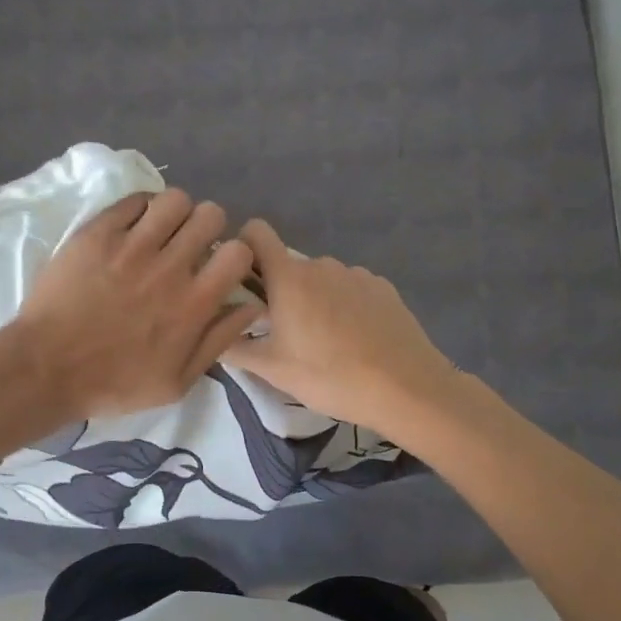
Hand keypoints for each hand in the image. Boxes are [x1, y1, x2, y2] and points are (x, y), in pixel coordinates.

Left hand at [13, 190, 261, 419]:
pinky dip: (140, 209)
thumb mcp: (176, 383)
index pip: (239, 252)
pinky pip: (132, 201)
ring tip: (161, 232)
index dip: (234, 255)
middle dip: (207, 228)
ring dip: (175, 214)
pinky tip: (133, 227)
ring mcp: (131, 245)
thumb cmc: (114, 384)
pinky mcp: (97, 234)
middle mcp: (169, 267)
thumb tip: (250, 306)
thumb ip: (218, 342)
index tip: (218, 267)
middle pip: (210, 215)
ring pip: (174, 199)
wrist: (46, 369)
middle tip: (189, 246)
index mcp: (194, 303)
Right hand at [224, 220, 460, 432]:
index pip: (256, 233)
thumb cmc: (329, 376)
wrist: (405, 387)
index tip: (241, 280)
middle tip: (282, 332)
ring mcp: (356, 274)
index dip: (243, 248)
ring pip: (320, 278)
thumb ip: (234, 347)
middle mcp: (321, 264)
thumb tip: (214, 334)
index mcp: (289, 277)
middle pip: (287, 265)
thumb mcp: (272, 370)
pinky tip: (354, 339)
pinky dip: (343, 305)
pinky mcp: (382, 287)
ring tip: (322, 341)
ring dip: (312, 299)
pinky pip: (350, 288)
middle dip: (279, 290)